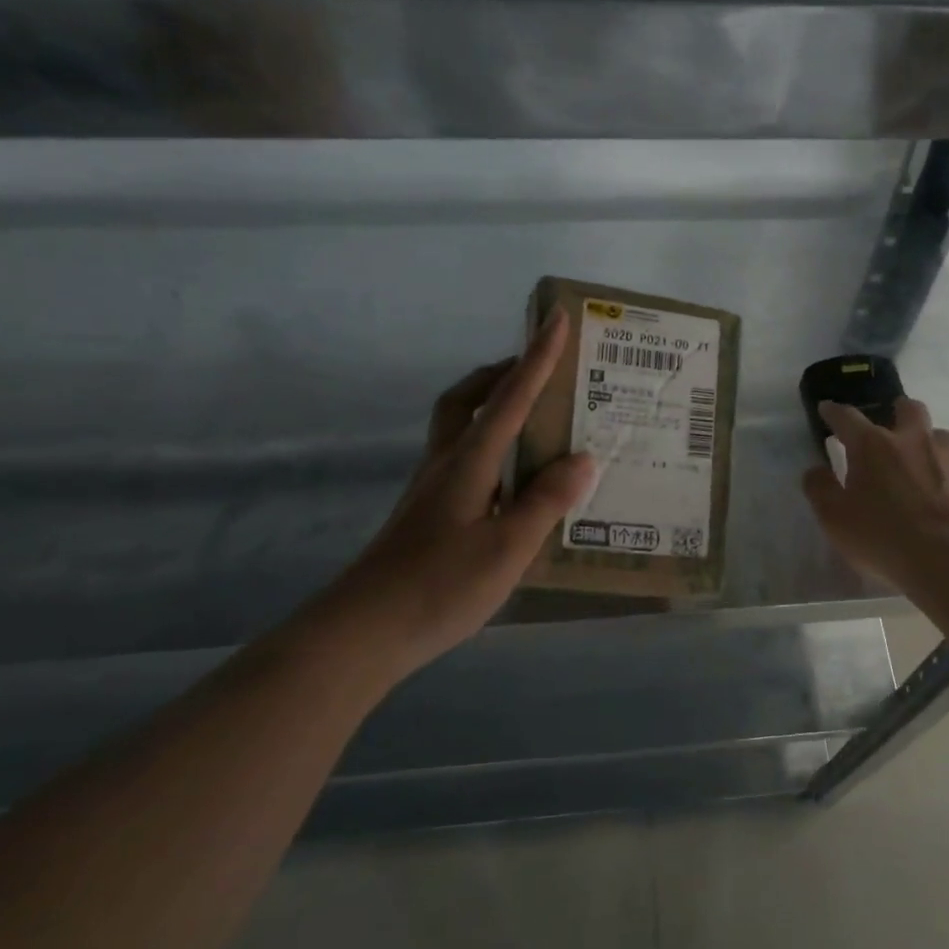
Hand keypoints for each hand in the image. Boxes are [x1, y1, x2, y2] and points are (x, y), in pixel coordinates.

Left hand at [329, 310, 594, 667]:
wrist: (364, 630)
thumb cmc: (440, 585)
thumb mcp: (508, 547)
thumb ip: (546, 501)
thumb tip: (583, 458)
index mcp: (470, 462)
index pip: (511, 397)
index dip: (537, 358)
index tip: (557, 319)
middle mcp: (447, 464)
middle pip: (468, 399)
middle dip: (502, 374)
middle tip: (537, 371)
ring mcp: (432, 489)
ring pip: (461, 428)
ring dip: (493, 408)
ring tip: (534, 420)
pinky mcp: (428, 514)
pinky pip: (464, 460)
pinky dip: (491, 449)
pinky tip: (514, 481)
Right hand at [801, 397, 948, 589]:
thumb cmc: (882, 536)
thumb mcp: (834, 518)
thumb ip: (820, 489)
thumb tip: (816, 471)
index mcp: (873, 445)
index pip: (847, 417)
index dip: (834, 412)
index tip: (827, 410)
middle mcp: (913, 440)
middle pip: (908, 408)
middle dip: (896, 411)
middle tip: (889, 426)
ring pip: (940, 435)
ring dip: (928, 442)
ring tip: (920, 463)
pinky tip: (944, 494)